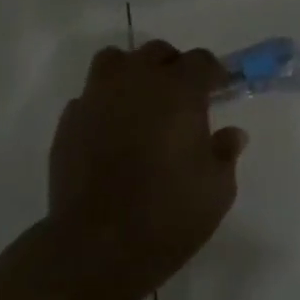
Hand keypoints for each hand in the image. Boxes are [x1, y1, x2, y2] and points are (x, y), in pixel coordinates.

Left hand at [37, 41, 247, 299]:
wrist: (98, 246)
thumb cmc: (169, 214)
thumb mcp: (217, 189)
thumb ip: (224, 153)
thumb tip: (231, 134)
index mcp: (179, 92)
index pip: (200, 60)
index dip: (213, 73)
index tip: (220, 91)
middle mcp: (136, 84)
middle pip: (156, 53)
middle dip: (172, 68)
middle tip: (182, 98)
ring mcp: (96, 99)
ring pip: (114, 62)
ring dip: (132, 74)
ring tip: (141, 104)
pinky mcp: (69, 123)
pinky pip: (89, 97)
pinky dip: (104, 105)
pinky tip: (112, 133)